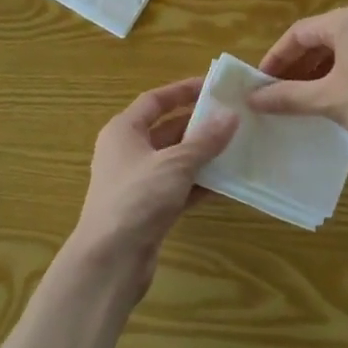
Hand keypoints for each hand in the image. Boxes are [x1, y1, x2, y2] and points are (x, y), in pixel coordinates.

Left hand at [66, 78, 237, 299]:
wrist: (110, 260)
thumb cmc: (136, 199)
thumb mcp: (175, 164)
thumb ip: (205, 140)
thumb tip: (231, 115)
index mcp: (123, 131)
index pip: (154, 101)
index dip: (182, 91)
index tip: (213, 86)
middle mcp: (127, 152)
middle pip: (166, 129)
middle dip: (198, 124)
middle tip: (233, 118)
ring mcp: (137, 183)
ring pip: (175, 160)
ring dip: (202, 155)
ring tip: (237, 146)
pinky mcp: (148, 210)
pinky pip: (178, 187)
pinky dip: (199, 183)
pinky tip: (227, 182)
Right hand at [248, 6, 347, 162]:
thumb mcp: (328, 100)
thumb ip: (287, 97)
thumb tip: (252, 98)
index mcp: (346, 21)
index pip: (298, 33)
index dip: (276, 58)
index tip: (261, 83)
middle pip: (321, 39)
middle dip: (297, 66)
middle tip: (279, 92)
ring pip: (343, 50)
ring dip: (319, 72)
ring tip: (305, 99)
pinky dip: (343, 74)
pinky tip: (339, 99)